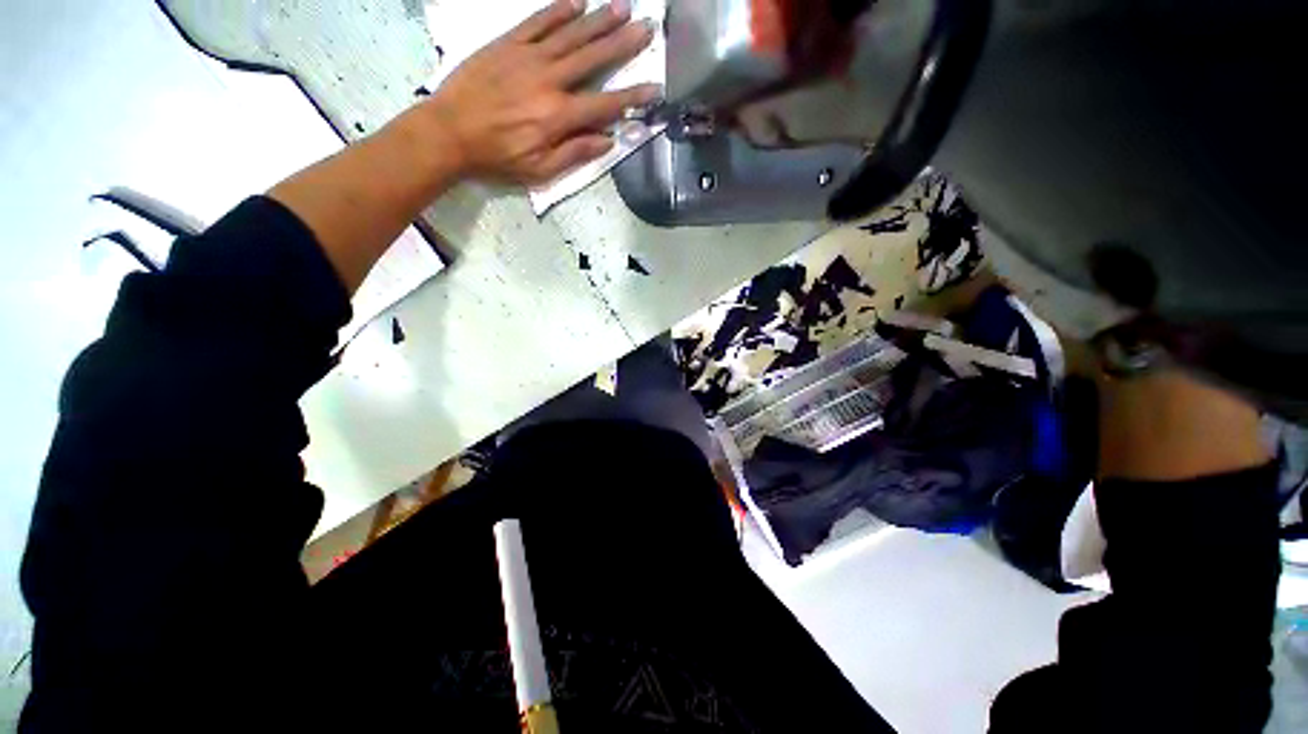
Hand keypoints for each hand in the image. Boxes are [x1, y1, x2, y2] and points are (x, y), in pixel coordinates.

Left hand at [423, 0, 659, 184]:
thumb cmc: (498, 157)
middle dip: (623, 44)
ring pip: (570, 35)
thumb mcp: (540, 170)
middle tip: (647, 27)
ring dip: (599, 21)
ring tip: (622, 7)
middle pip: (592, 58)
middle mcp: (549, 81)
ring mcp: (527, 58)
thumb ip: (575, 153)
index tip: (655, 87)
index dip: (633, 96)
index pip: (605, 104)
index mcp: (558, 117)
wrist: (449, 132)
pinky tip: (577, 1)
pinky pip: (537, 22)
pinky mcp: (507, 44)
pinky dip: (558, 11)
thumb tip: (607, 139)